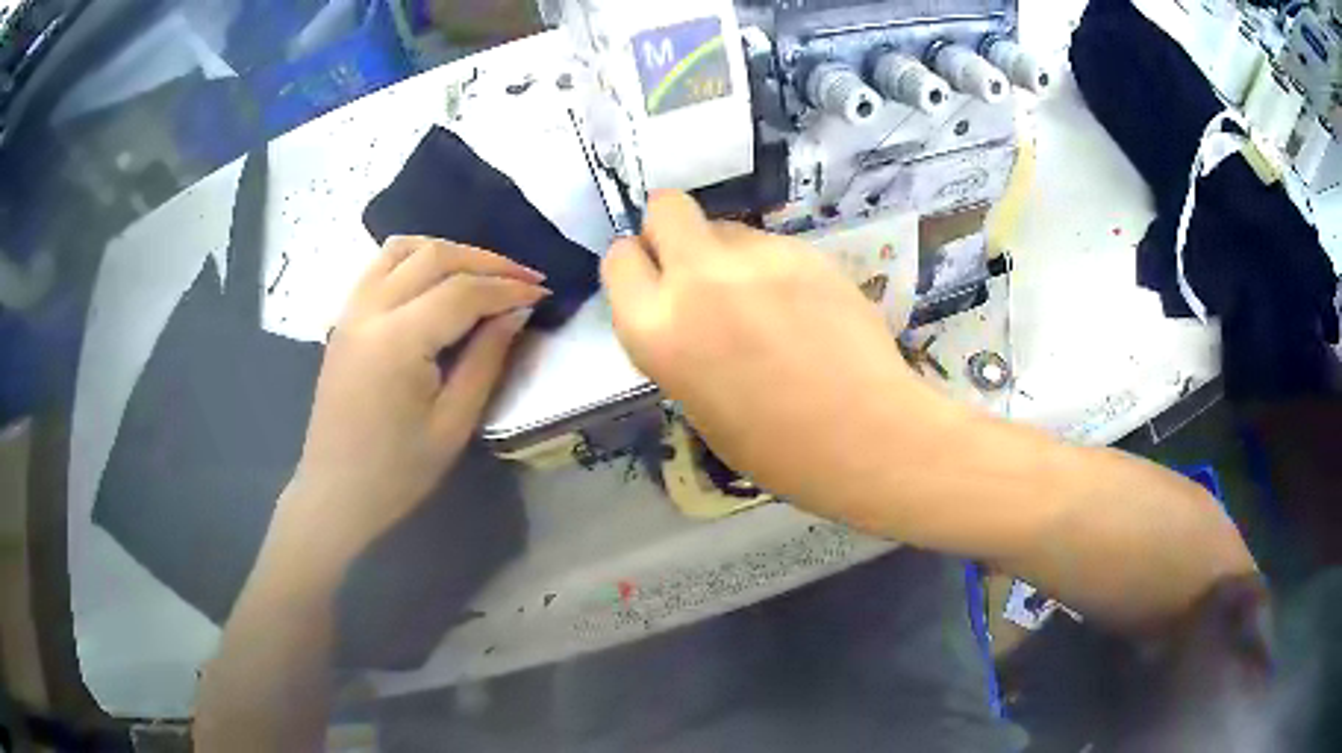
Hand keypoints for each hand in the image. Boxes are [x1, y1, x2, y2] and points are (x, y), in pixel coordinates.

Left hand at [284, 236, 548, 560]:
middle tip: (525, 278)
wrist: (336, 492)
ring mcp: (351, 310)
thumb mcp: (453, 424)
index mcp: (396, 342)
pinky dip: (416, 258)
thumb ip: (486, 360)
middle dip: (486, 261)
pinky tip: (438, 277)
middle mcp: (369, 311)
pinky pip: (380, 265)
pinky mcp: (344, 318)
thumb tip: (517, 312)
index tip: (543, 293)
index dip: (508, 288)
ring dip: (449, 251)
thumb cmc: (397, 472)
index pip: (462, 292)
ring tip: (484, 272)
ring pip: (403, 249)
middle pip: (434, 256)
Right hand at [601, 192, 927, 521]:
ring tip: (767, 300)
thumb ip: (679, 340)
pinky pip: (773, 244)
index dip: (637, 264)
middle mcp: (696, 279)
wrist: (865, 436)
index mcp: (656, 330)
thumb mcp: (697, 401)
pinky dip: (777, 267)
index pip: (619, 259)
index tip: (655, 278)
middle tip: (699, 264)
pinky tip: (806, 306)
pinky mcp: (805, 250)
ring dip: (730, 253)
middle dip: (672, 227)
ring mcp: (756, 257)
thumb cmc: (776, 448)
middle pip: (665, 208)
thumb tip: (687, 308)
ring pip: (726, 227)